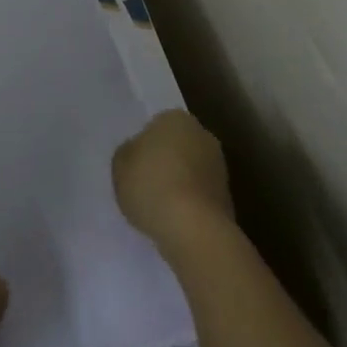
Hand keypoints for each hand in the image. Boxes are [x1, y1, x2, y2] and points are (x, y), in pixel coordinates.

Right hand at [112, 110, 235, 251]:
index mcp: (176, 118)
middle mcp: (202, 134)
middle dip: (165, 162)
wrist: (193, 228)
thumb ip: (127, 153)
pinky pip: (199, 195)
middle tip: (145, 185)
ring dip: (179, 184)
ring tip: (159, 208)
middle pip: (177, 146)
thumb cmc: (151, 185)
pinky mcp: (227, 196)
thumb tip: (136, 152)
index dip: (143, 147)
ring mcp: (219, 166)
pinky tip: (175, 220)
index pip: (156, 126)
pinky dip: (189, 204)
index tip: (134, 167)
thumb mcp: (120, 166)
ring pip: (190, 171)